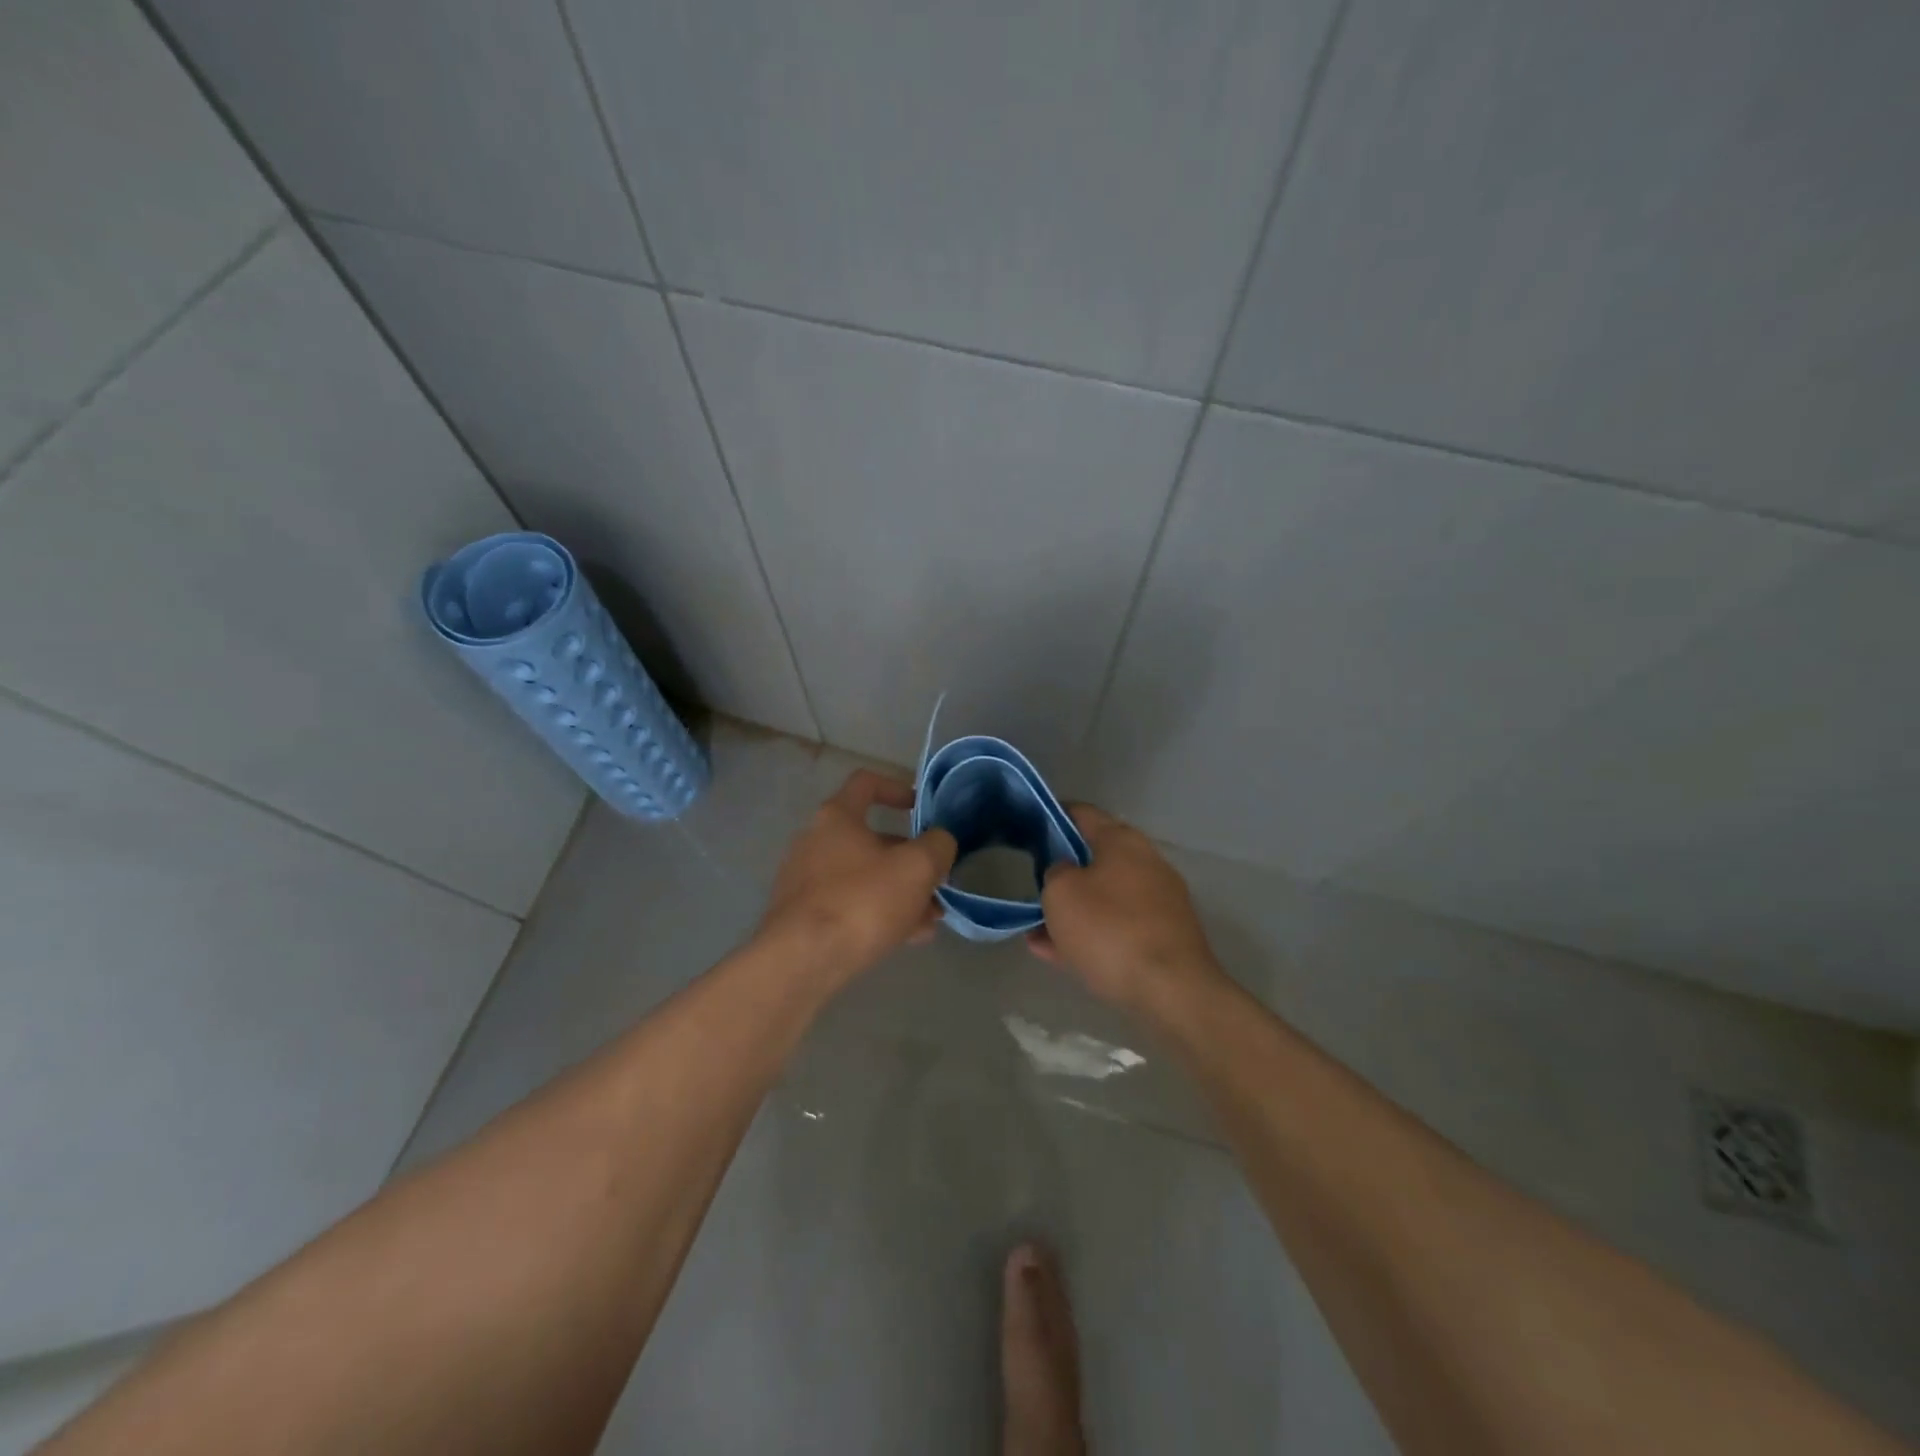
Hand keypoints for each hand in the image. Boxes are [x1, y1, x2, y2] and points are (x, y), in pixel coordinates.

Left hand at [760, 769, 957, 979]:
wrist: (802, 961)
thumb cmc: (862, 901)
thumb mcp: (917, 868)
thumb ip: (937, 846)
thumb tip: (940, 842)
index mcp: (837, 817)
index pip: (866, 783)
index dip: (897, 788)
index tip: (921, 810)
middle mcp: (815, 841)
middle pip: (871, 839)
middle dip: (910, 859)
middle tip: (937, 881)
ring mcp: (806, 880)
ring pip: (864, 877)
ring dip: (899, 892)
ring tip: (930, 919)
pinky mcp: (803, 916)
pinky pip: (850, 905)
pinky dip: (878, 914)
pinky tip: (906, 938)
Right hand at [1026, 804, 1221, 1007]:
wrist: (1172, 991)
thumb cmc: (1109, 929)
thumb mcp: (1061, 893)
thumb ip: (1054, 872)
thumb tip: (1064, 873)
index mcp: (1122, 840)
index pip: (1081, 813)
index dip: (1051, 817)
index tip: (1027, 829)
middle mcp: (1146, 862)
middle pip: (1094, 857)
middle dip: (1062, 872)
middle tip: (1032, 885)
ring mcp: (1159, 901)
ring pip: (1104, 898)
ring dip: (1072, 910)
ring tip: (1036, 930)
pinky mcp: (1164, 937)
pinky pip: (1116, 928)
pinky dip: (1089, 935)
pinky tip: (1057, 954)